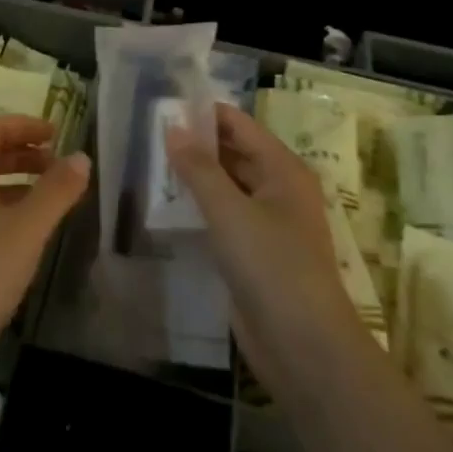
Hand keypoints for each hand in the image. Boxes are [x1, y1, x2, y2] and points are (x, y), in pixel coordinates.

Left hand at [0, 115, 88, 357]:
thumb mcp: (27, 229)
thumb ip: (56, 190)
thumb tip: (81, 156)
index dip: (24, 125)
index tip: (57, 134)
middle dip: (24, 153)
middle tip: (59, 166)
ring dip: (17, 183)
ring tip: (51, 200)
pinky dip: (6, 210)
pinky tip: (26, 236)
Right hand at [166, 104, 358, 391]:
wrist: (303, 346)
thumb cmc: (271, 266)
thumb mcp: (230, 211)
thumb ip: (199, 168)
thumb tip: (173, 127)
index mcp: (283, 169)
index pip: (240, 125)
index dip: (204, 113)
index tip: (163, 105)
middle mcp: (278, 189)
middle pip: (234, 153)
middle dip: (196, 144)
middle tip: (148, 135)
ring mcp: (268, 223)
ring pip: (227, 186)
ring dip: (195, 177)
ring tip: (149, 164)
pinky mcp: (254, 253)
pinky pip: (223, 217)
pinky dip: (199, 208)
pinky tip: (167, 205)